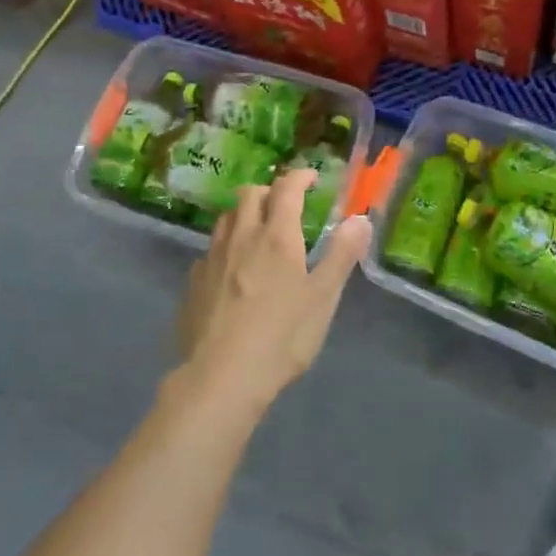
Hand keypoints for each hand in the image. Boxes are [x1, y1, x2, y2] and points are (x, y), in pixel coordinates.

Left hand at [177, 169, 373, 415]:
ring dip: (243, 213)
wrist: (221, 378)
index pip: (286, 188)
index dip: (300, 177)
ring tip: (257, 231)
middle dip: (269, 191)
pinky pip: (210, 250)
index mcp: (276, 236)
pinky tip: (231, 270)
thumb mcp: (324, 297)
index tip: (311, 178)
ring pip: (225, 218)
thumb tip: (361, 218)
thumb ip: (342, 254)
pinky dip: (225, 246)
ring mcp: (212, 258)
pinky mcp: (194, 283)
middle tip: (285, 205)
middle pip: (249, 194)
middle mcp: (241, 236)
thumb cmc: (282, 336)